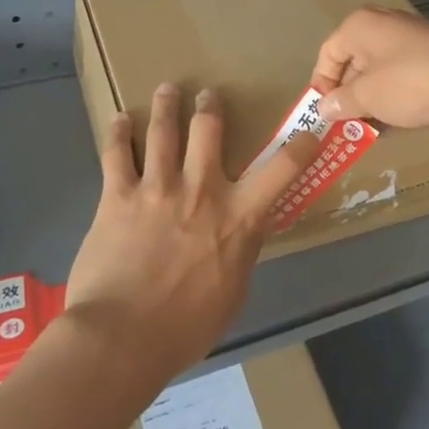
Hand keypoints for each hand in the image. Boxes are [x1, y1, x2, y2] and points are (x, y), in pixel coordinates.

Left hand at [62, 84, 317, 379]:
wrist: (122, 338)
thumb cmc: (185, 327)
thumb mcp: (233, 293)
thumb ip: (243, 252)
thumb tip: (248, 229)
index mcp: (238, 217)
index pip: (282, 170)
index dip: (301, 145)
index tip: (311, 130)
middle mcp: (201, 191)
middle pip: (208, 131)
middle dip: (209, 107)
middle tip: (207, 95)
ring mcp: (157, 189)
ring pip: (163, 131)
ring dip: (166, 105)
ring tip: (168, 89)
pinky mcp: (117, 196)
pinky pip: (117, 154)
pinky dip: (118, 132)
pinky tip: (118, 120)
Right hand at [312, 6, 428, 128]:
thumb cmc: (408, 82)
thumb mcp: (367, 97)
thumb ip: (341, 102)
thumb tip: (323, 108)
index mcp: (359, 26)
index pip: (328, 54)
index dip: (321, 85)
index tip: (324, 114)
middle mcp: (383, 23)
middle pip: (354, 60)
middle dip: (349, 94)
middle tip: (347, 125)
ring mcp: (411, 35)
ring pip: (379, 69)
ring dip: (373, 99)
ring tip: (373, 128)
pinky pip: (402, 73)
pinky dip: (395, 94)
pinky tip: (400, 119)